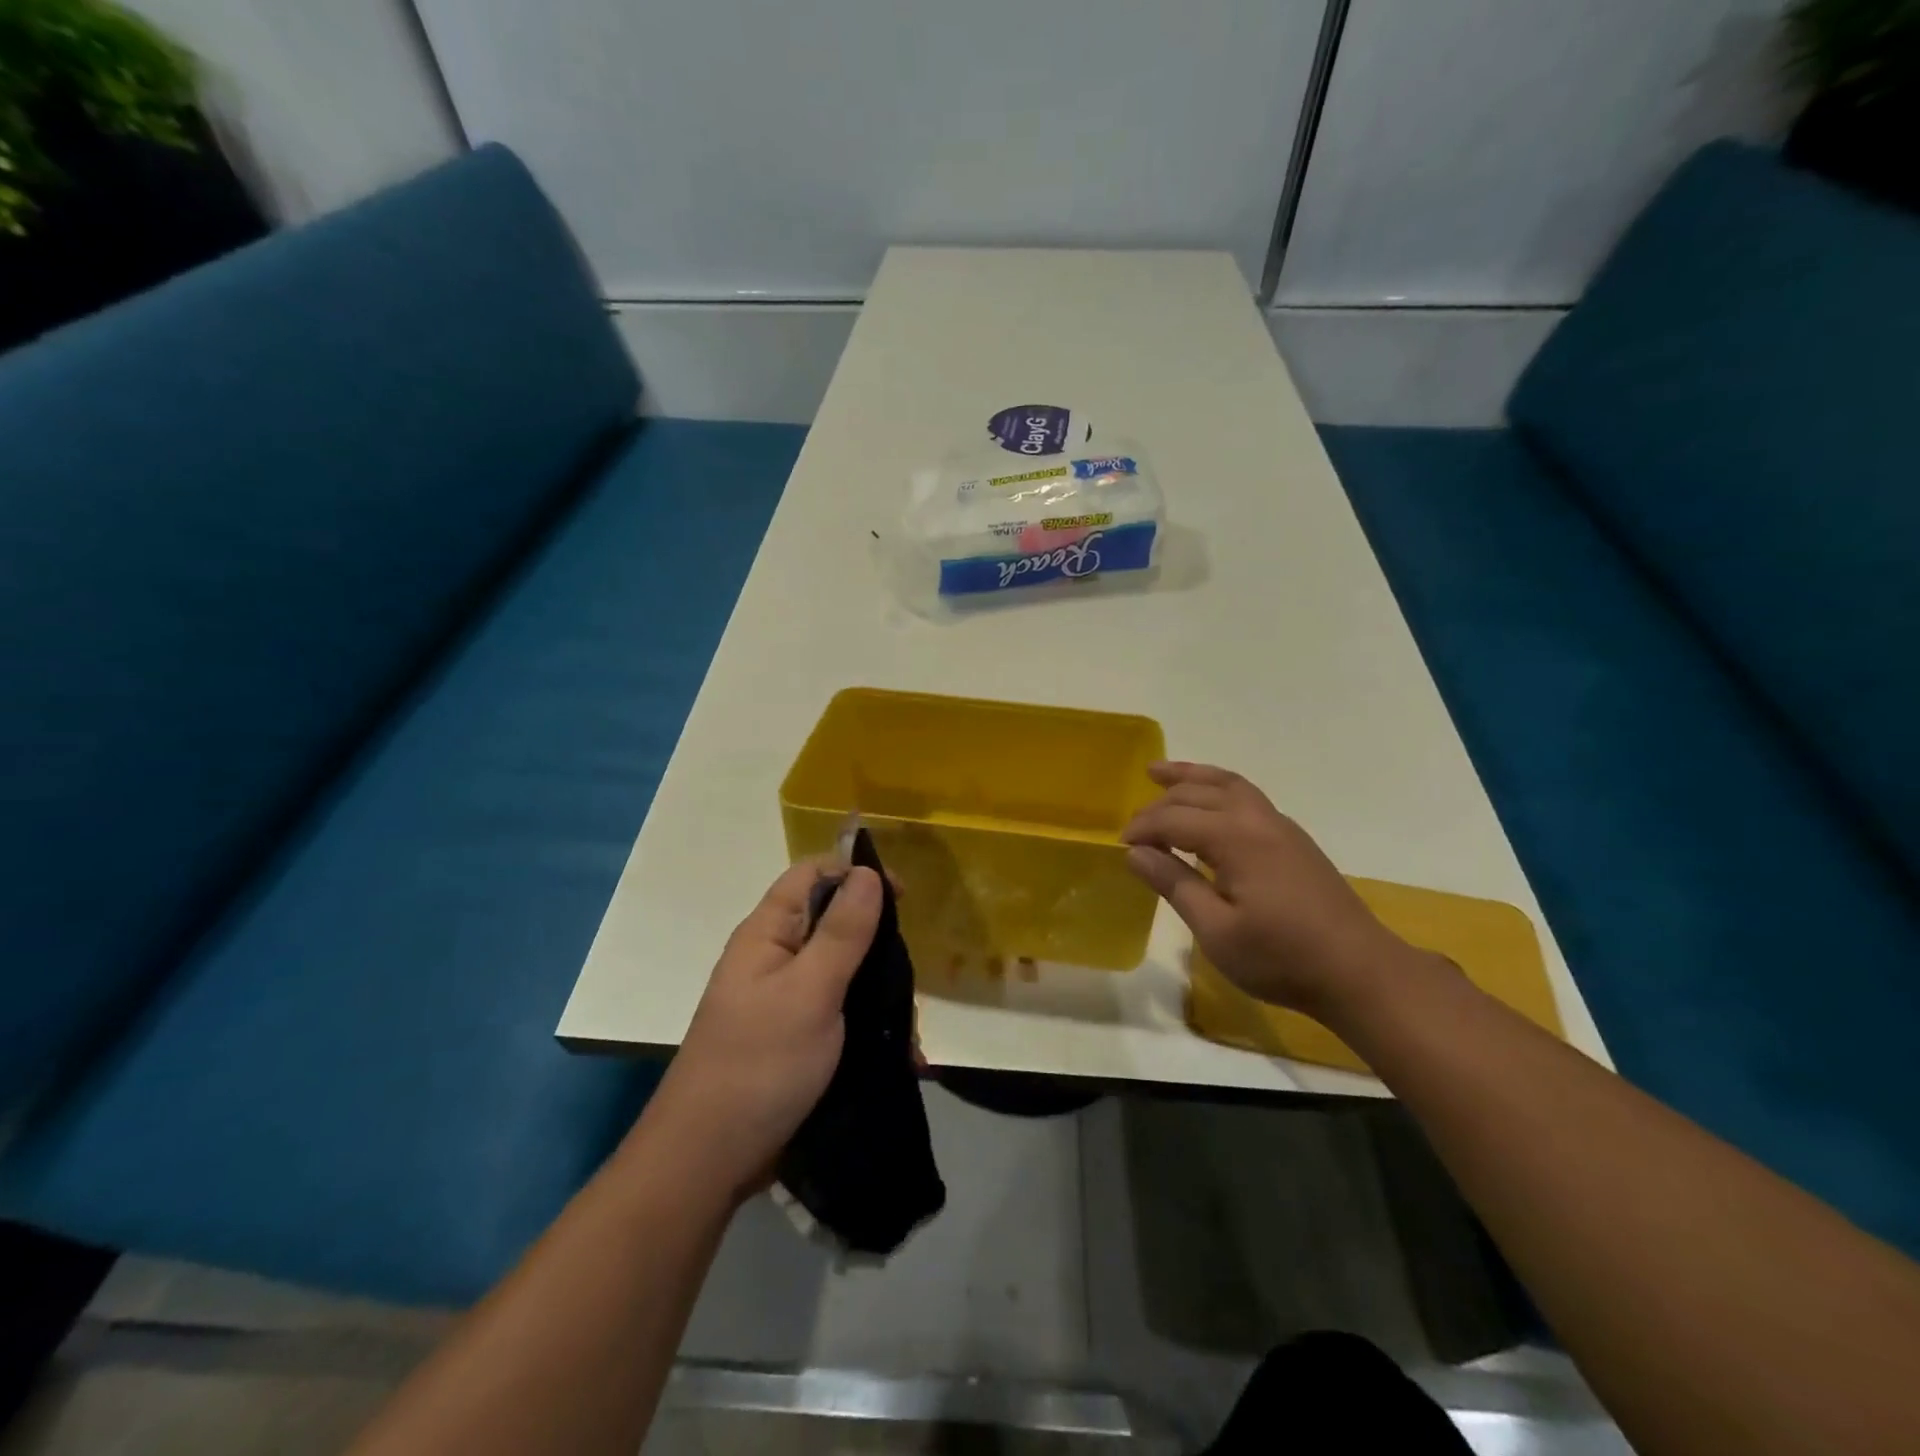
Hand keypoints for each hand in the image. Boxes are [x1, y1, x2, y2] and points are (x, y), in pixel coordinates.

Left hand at [643, 862, 882, 1204]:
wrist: (708, 1162)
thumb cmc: (759, 1065)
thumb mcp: (809, 991)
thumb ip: (842, 932)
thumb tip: (866, 872)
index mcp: (768, 934)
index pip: (812, 875)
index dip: (855, 874)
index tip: (902, 898)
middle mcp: (775, 959)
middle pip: (834, 922)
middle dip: (876, 943)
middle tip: (906, 977)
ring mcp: (786, 1001)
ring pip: (845, 972)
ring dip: (880, 993)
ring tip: (908, 1032)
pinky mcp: (797, 1038)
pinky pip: (843, 1013)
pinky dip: (871, 1026)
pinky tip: (900, 1055)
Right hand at [1122, 761, 1418, 1018]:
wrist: (1359, 971)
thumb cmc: (1281, 957)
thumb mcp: (1216, 931)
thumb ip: (1175, 885)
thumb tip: (1136, 853)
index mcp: (1236, 838)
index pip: (1175, 819)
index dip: (1143, 828)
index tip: (1121, 846)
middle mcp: (1258, 819)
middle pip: (1199, 794)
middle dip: (1161, 802)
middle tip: (1134, 824)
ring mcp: (1280, 826)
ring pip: (1228, 784)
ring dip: (1192, 777)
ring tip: (1160, 772)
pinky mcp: (1293, 839)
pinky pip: (1246, 796)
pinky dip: (1217, 789)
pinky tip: (1209, 805)